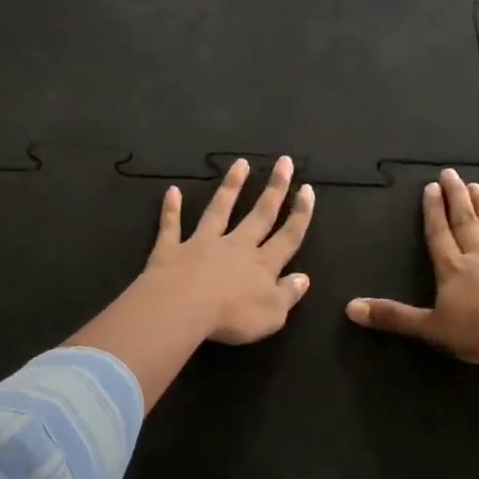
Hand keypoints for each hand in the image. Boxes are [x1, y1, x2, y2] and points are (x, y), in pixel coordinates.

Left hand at [146, 156, 315, 344]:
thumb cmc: (232, 316)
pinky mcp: (172, 249)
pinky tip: (172, 191)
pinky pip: (172, 226)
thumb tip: (304, 278)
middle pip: (259, 214)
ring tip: (240, 163)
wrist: (182, 308)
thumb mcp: (272, 314)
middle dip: (274, 188)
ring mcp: (202, 244)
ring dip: (230, 187)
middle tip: (284, 162)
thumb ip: (288, 294)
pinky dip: (171, 209)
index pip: (288, 236)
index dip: (300, 214)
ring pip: (219, 210)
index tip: (306, 188)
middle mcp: (236, 246)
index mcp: (262, 264)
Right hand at [346, 168, 478, 364]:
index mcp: (452, 268)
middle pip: (466, 222)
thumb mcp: (428, 327)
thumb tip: (349, 309)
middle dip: (457, 197)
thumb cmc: (477, 332)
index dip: (433, 210)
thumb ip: (392, 316)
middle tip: (452, 174)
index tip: (431, 187)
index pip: (439, 233)